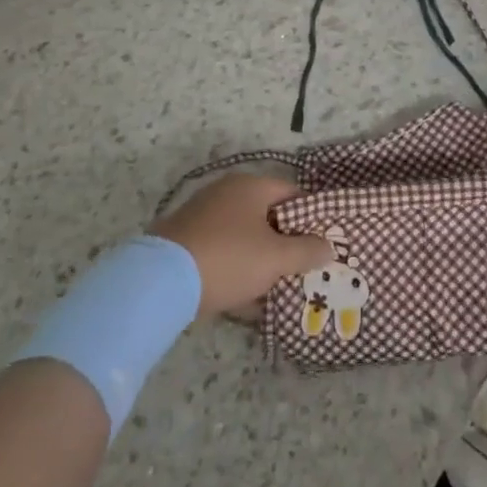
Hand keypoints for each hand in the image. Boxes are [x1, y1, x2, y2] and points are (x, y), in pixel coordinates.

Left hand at [151, 172, 332, 318]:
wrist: (159, 282)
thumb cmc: (228, 258)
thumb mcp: (276, 258)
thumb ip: (307, 251)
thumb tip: (328, 246)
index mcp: (250, 185)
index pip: (292, 194)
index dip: (311, 216)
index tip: (324, 242)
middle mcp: (225, 193)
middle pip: (267, 215)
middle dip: (286, 242)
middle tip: (304, 267)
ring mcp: (202, 216)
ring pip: (244, 236)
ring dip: (261, 259)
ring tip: (279, 288)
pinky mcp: (185, 242)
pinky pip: (222, 253)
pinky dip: (237, 270)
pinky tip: (247, 300)